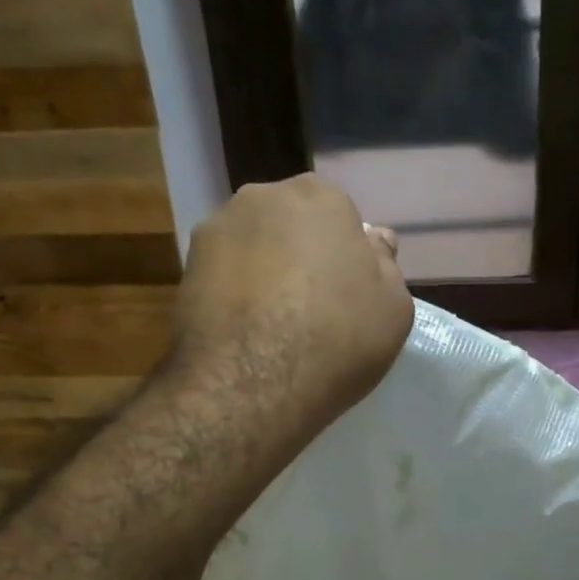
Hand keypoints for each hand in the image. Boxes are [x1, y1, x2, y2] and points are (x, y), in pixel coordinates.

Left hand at [176, 174, 412, 434]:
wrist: (253, 383)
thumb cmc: (338, 338)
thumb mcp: (394, 308)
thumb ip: (385, 266)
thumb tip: (372, 241)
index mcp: (320, 196)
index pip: (340, 216)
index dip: (345, 255)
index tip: (348, 291)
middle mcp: (262, 197)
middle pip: (291, 225)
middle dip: (302, 255)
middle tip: (313, 307)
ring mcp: (216, 230)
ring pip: (253, 248)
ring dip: (264, 274)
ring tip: (274, 326)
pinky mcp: (184, 269)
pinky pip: (223, 277)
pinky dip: (235, 296)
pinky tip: (246, 334)